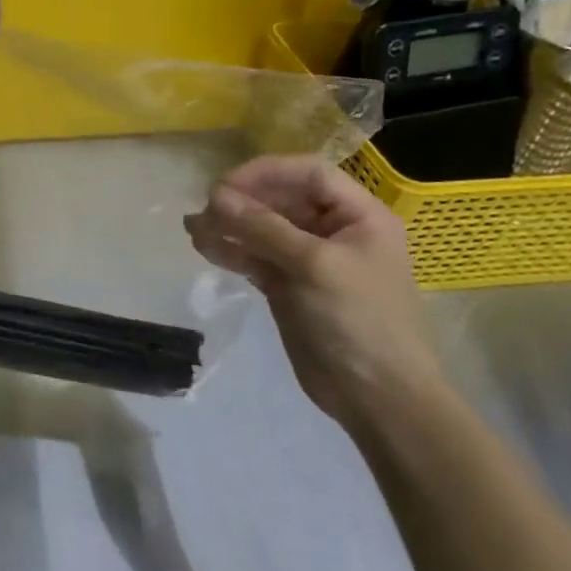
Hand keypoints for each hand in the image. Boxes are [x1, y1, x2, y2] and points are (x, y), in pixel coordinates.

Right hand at [184, 156, 441, 434]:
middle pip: (281, 200)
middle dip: (241, 202)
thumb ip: (263, 227)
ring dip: (228, 226)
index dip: (266, 172)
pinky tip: (204, 248)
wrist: (377, 398)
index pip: (308, 174)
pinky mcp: (288, 286)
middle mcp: (334, 231)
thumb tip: (215, 196)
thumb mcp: (314, 265)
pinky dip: (231, 251)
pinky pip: (255, 257)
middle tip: (205, 211)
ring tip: (193, 229)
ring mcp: (309, 260)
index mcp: (358, 216)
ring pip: (262, 229)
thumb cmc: (359, 319)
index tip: (226, 185)